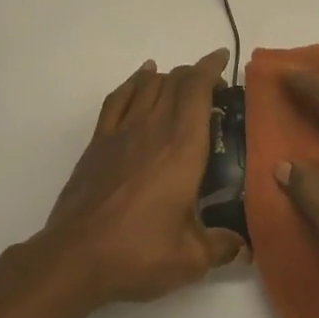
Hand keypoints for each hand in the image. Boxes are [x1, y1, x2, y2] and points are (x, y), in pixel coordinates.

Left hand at [41, 49, 244, 305]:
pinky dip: (133, 82)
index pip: (198, 90)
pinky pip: (118, 98)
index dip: (211, 68)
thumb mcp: (190, 258)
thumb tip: (242, 247)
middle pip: (175, 82)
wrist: (76, 255)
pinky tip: (141, 79)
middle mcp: (154, 128)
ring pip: (148, 85)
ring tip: (180, 81)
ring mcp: (123, 131)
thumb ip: (221, 247)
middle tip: (210, 85)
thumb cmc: (139, 251)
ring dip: (167, 76)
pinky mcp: (99, 141)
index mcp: (183, 147)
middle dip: (194, 74)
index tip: (222, 59)